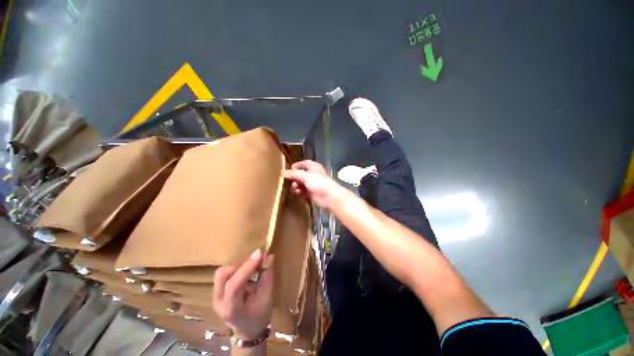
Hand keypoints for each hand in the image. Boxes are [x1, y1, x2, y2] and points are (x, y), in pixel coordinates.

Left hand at [213, 250, 274, 339]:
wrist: (248, 331)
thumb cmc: (259, 316)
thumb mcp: (267, 298)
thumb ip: (267, 276)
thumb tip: (269, 256)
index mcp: (231, 309)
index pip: (234, 285)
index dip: (247, 267)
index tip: (260, 254)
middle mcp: (219, 302)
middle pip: (222, 275)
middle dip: (241, 265)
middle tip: (256, 263)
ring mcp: (215, 297)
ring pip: (221, 273)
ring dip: (238, 266)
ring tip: (252, 268)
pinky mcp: (217, 292)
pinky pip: (224, 275)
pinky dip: (236, 269)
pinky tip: (247, 273)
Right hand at [282, 160, 341, 208]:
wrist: (329, 196)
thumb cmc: (319, 182)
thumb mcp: (305, 175)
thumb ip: (293, 174)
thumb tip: (282, 172)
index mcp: (313, 166)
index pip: (302, 164)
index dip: (295, 166)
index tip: (288, 171)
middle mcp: (312, 174)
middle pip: (300, 174)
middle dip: (294, 177)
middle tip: (289, 180)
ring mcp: (311, 184)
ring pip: (300, 183)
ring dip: (296, 185)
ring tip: (295, 187)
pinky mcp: (310, 192)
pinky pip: (301, 191)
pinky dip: (298, 191)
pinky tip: (297, 192)